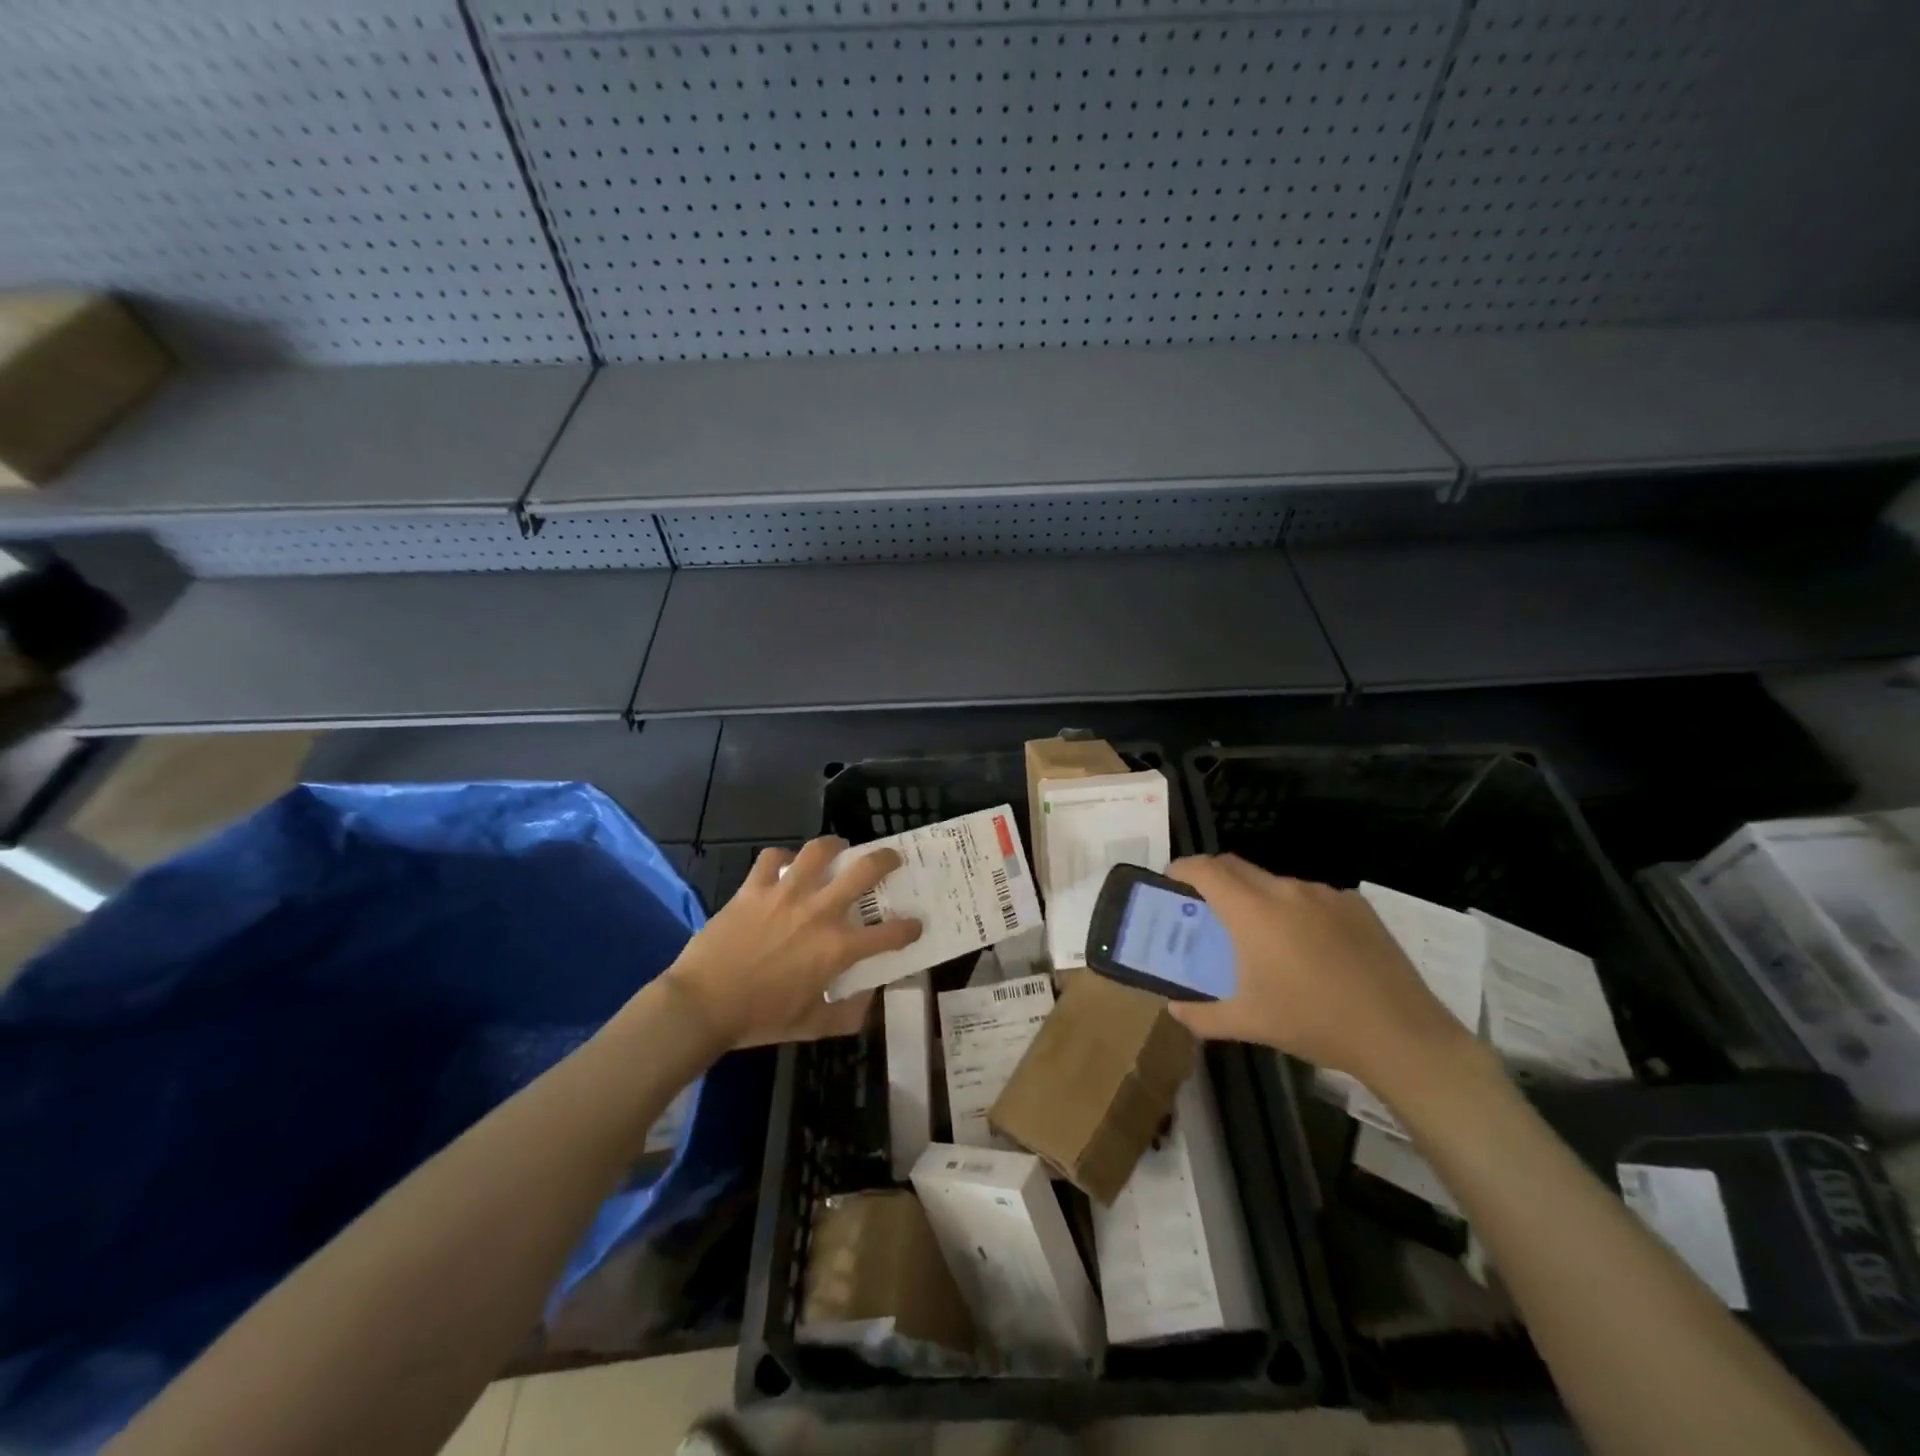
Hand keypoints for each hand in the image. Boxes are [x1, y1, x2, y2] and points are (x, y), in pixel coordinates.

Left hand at [663, 837, 921, 1047]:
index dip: (910, 928)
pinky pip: (771, 858)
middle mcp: (819, 912)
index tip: (915, 925)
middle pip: (864, 871)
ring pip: (819, 851)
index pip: (890, 934)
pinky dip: (781, 858)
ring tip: (838, 848)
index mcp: (837, 949)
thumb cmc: (759, 1019)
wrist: (701, 1005)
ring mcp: (785, 894)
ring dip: (834, 846)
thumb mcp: (810, 1027)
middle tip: (891, 859)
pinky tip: (783, 866)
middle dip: (886, 860)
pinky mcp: (753, 888)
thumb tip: (869, 1002)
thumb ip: (846, 1016)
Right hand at [1163, 854, 1473, 1083]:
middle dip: (1214, 878)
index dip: (1182, 869)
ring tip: (1263, 936)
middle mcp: (1285, 890)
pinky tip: (1311, 948)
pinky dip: (1298, 911)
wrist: (1399, 1034)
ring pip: (1276, 883)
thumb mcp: (1248, 1024)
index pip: (1205, 869)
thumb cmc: (1312, 1022)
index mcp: (1252, 911)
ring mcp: (1325, 894)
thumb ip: (1201, 1015)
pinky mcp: (1356, 905)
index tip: (1171, 881)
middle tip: (1206, 907)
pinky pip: (1313, 897)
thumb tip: (1174, 1009)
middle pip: (1236, 866)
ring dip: (1258, 898)